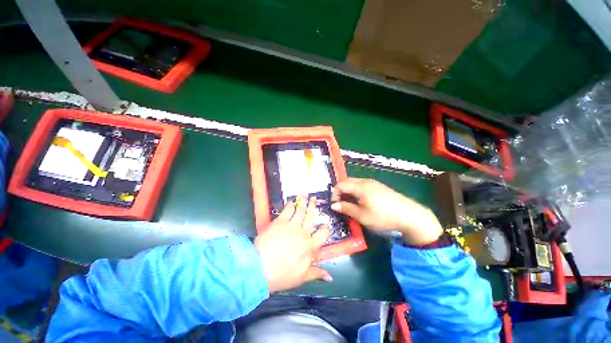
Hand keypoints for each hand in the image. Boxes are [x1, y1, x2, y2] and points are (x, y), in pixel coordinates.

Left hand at [254, 196, 331, 292]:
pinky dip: (290, 204)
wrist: (260, 268)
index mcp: (310, 246)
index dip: (325, 228)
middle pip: (310, 216)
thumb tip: (330, 277)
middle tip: (314, 198)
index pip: (323, 234)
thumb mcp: (301, 278)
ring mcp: (292, 225)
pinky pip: (287, 209)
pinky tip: (292, 200)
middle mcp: (303, 232)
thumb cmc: (282, 275)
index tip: (325, 224)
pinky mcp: (280, 221)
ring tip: (305, 194)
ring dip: (303, 201)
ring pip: (300, 210)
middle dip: (313, 206)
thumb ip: (316, 273)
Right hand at [331, 178, 442, 245]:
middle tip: (341, 204)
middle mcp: (365, 181)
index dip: (334, 193)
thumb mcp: (362, 216)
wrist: (410, 216)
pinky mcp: (379, 186)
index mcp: (360, 187)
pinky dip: (356, 192)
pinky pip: (362, 185)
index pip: (340, 184)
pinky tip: (361, 202)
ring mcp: (373, 183)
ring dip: (349, 192)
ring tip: (350, 204)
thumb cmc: (383, 216)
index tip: (334, 205)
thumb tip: (333, 205)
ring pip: (354, 183)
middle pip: (347, 182)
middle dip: (341, 192)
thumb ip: (346, 208)